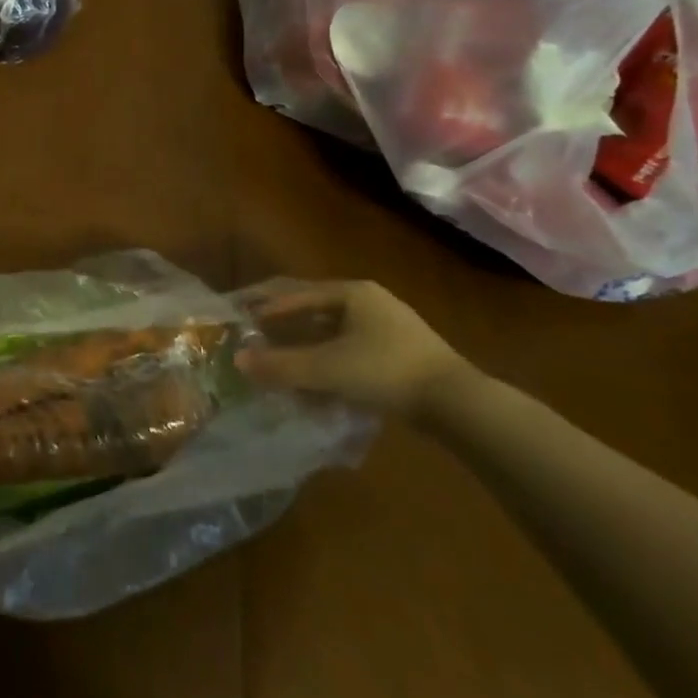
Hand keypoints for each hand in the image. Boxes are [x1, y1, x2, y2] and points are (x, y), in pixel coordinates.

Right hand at [235, 280, 471, 418]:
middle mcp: (368, 301)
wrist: (459, 405)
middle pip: (313, 308)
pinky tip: (318, 382)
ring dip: (305, 345)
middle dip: (283, 323)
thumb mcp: (328, 369)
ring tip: (281, 361)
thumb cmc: (387, 371)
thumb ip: (281, 365)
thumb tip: (238, 360)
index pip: (295, 292)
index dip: (264, 304)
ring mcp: (388, 327)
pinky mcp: (401, 354)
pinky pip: (351, 350)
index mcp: (351, 292)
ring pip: (332, 331)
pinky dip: (328, 361)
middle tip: (255, 334)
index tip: (240, 316)